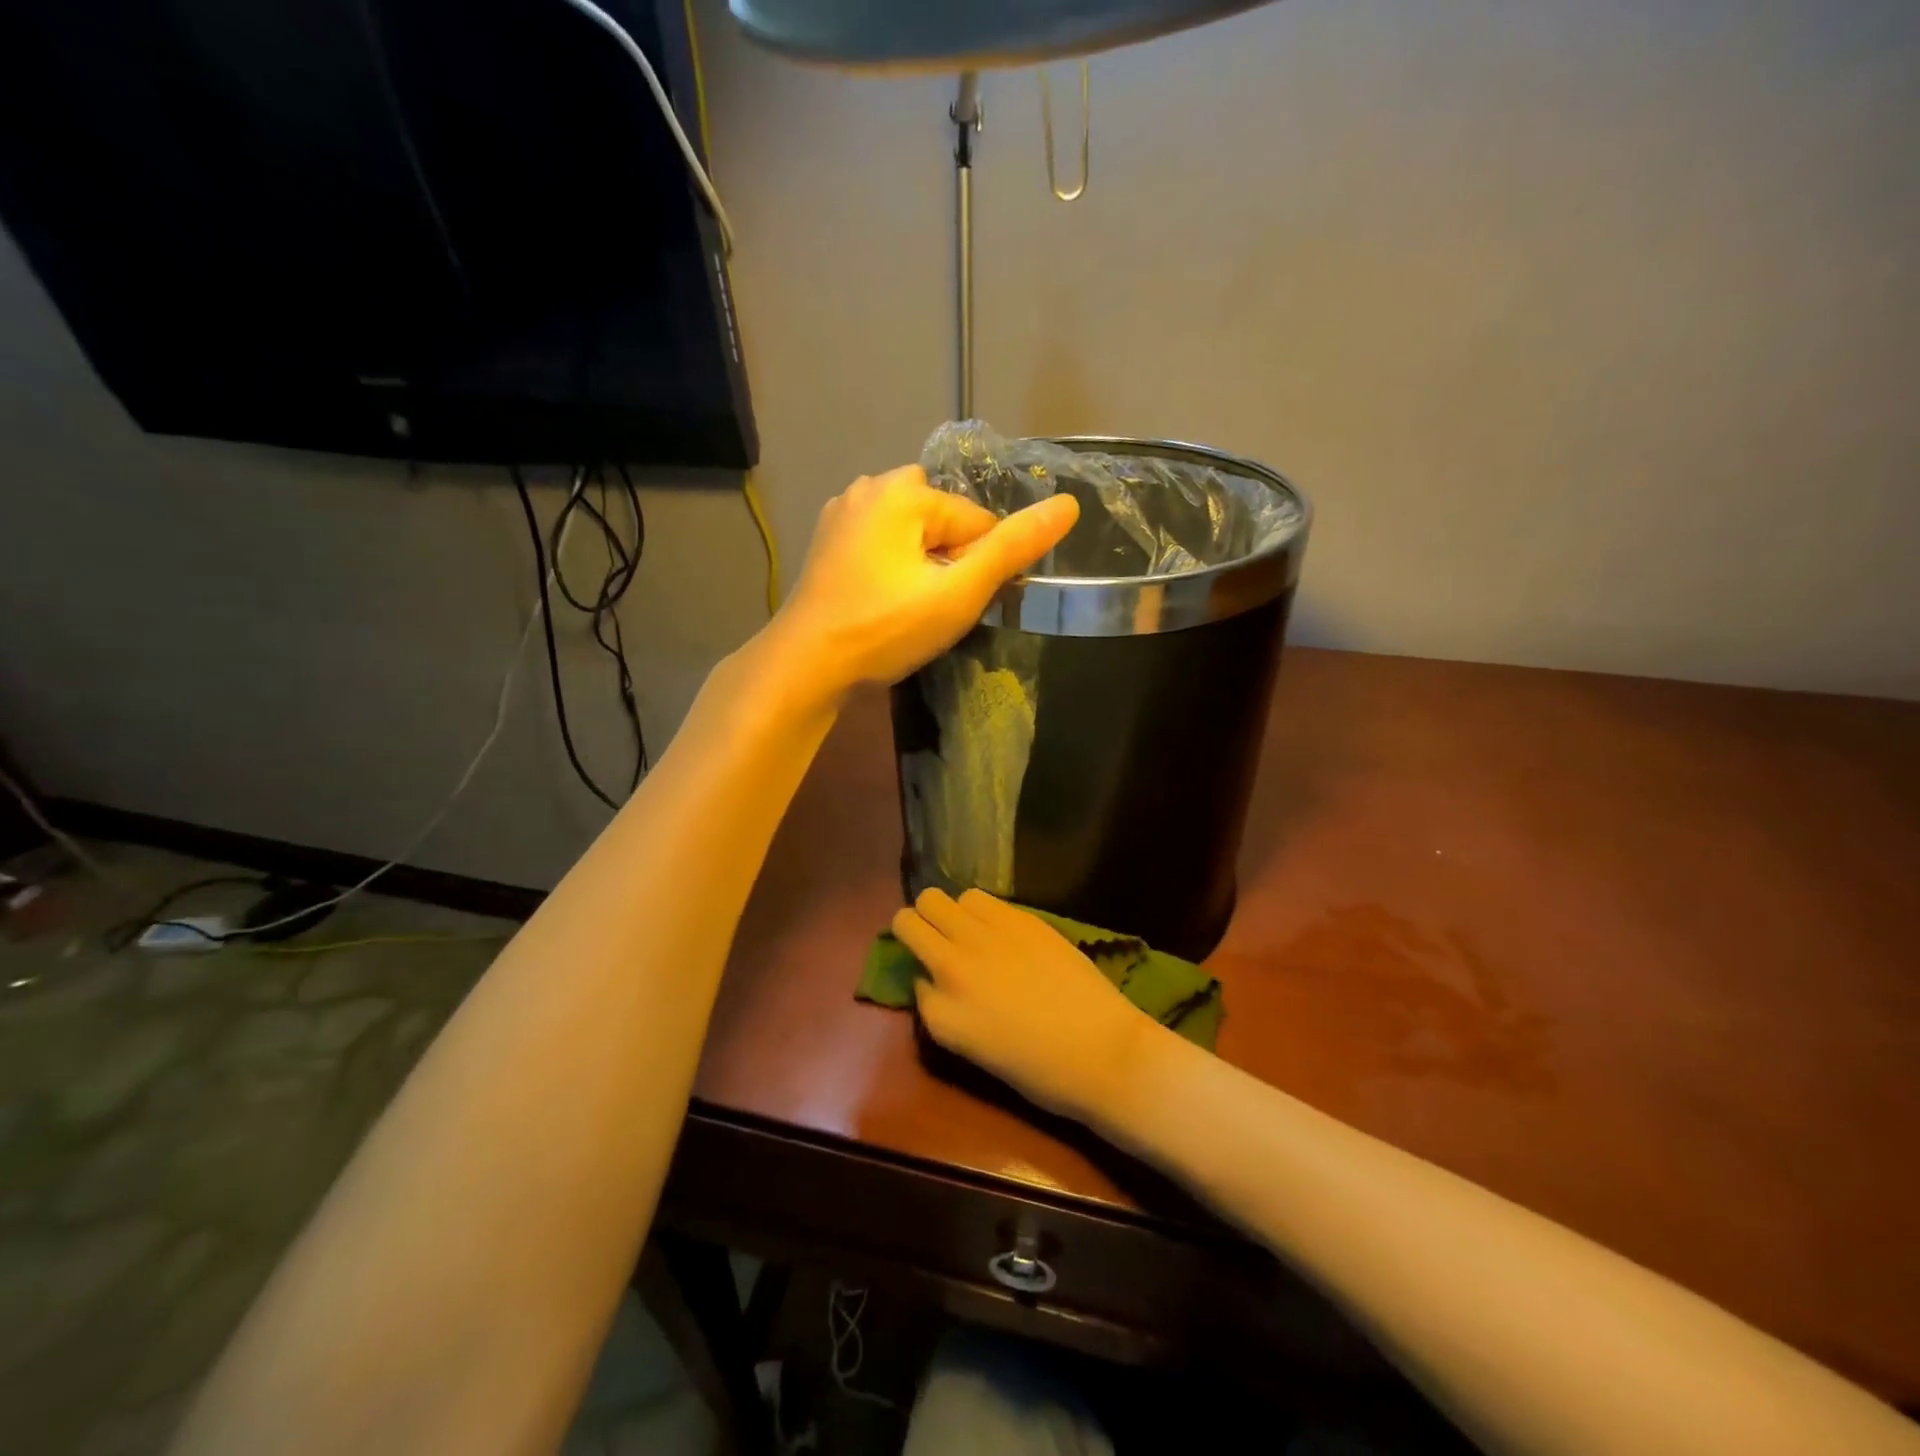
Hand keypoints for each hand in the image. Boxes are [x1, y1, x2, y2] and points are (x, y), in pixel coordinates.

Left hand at [770, 466, 1077, 695]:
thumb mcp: (958, 593)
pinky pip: (881, 544)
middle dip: (951, 560)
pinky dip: (893, 568)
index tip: (959, 606)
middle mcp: (869, 487)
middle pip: (942, 520)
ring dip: (923, 566)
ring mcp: (841, 514)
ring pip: (911, 534)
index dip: (980, 567)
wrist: (805, 667)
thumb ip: (1012, 548)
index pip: (976, 521)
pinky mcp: (826, 543)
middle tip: (935, 609)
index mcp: (903, 489)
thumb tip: (1068, 505)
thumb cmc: (885, 629)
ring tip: (910, 611)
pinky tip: (883, 603)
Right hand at [892, 888, 1160, 1127]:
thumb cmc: (1039, 1069)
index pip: (906, 969)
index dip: (917, 966)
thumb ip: (941, 1007)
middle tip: (936, 939)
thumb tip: (931, 976)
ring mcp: (987, 936)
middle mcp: (954, 964)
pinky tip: (999, 927)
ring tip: (970, 931)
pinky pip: (980, 897)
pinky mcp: (1020, 919)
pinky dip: (980, 909)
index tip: (932, 975)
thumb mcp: (971, 1048)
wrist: (1102, 1051)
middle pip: (912, 916)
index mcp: (942, 1012)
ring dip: (949, 912)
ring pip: (944, 897)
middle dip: (918, 923)